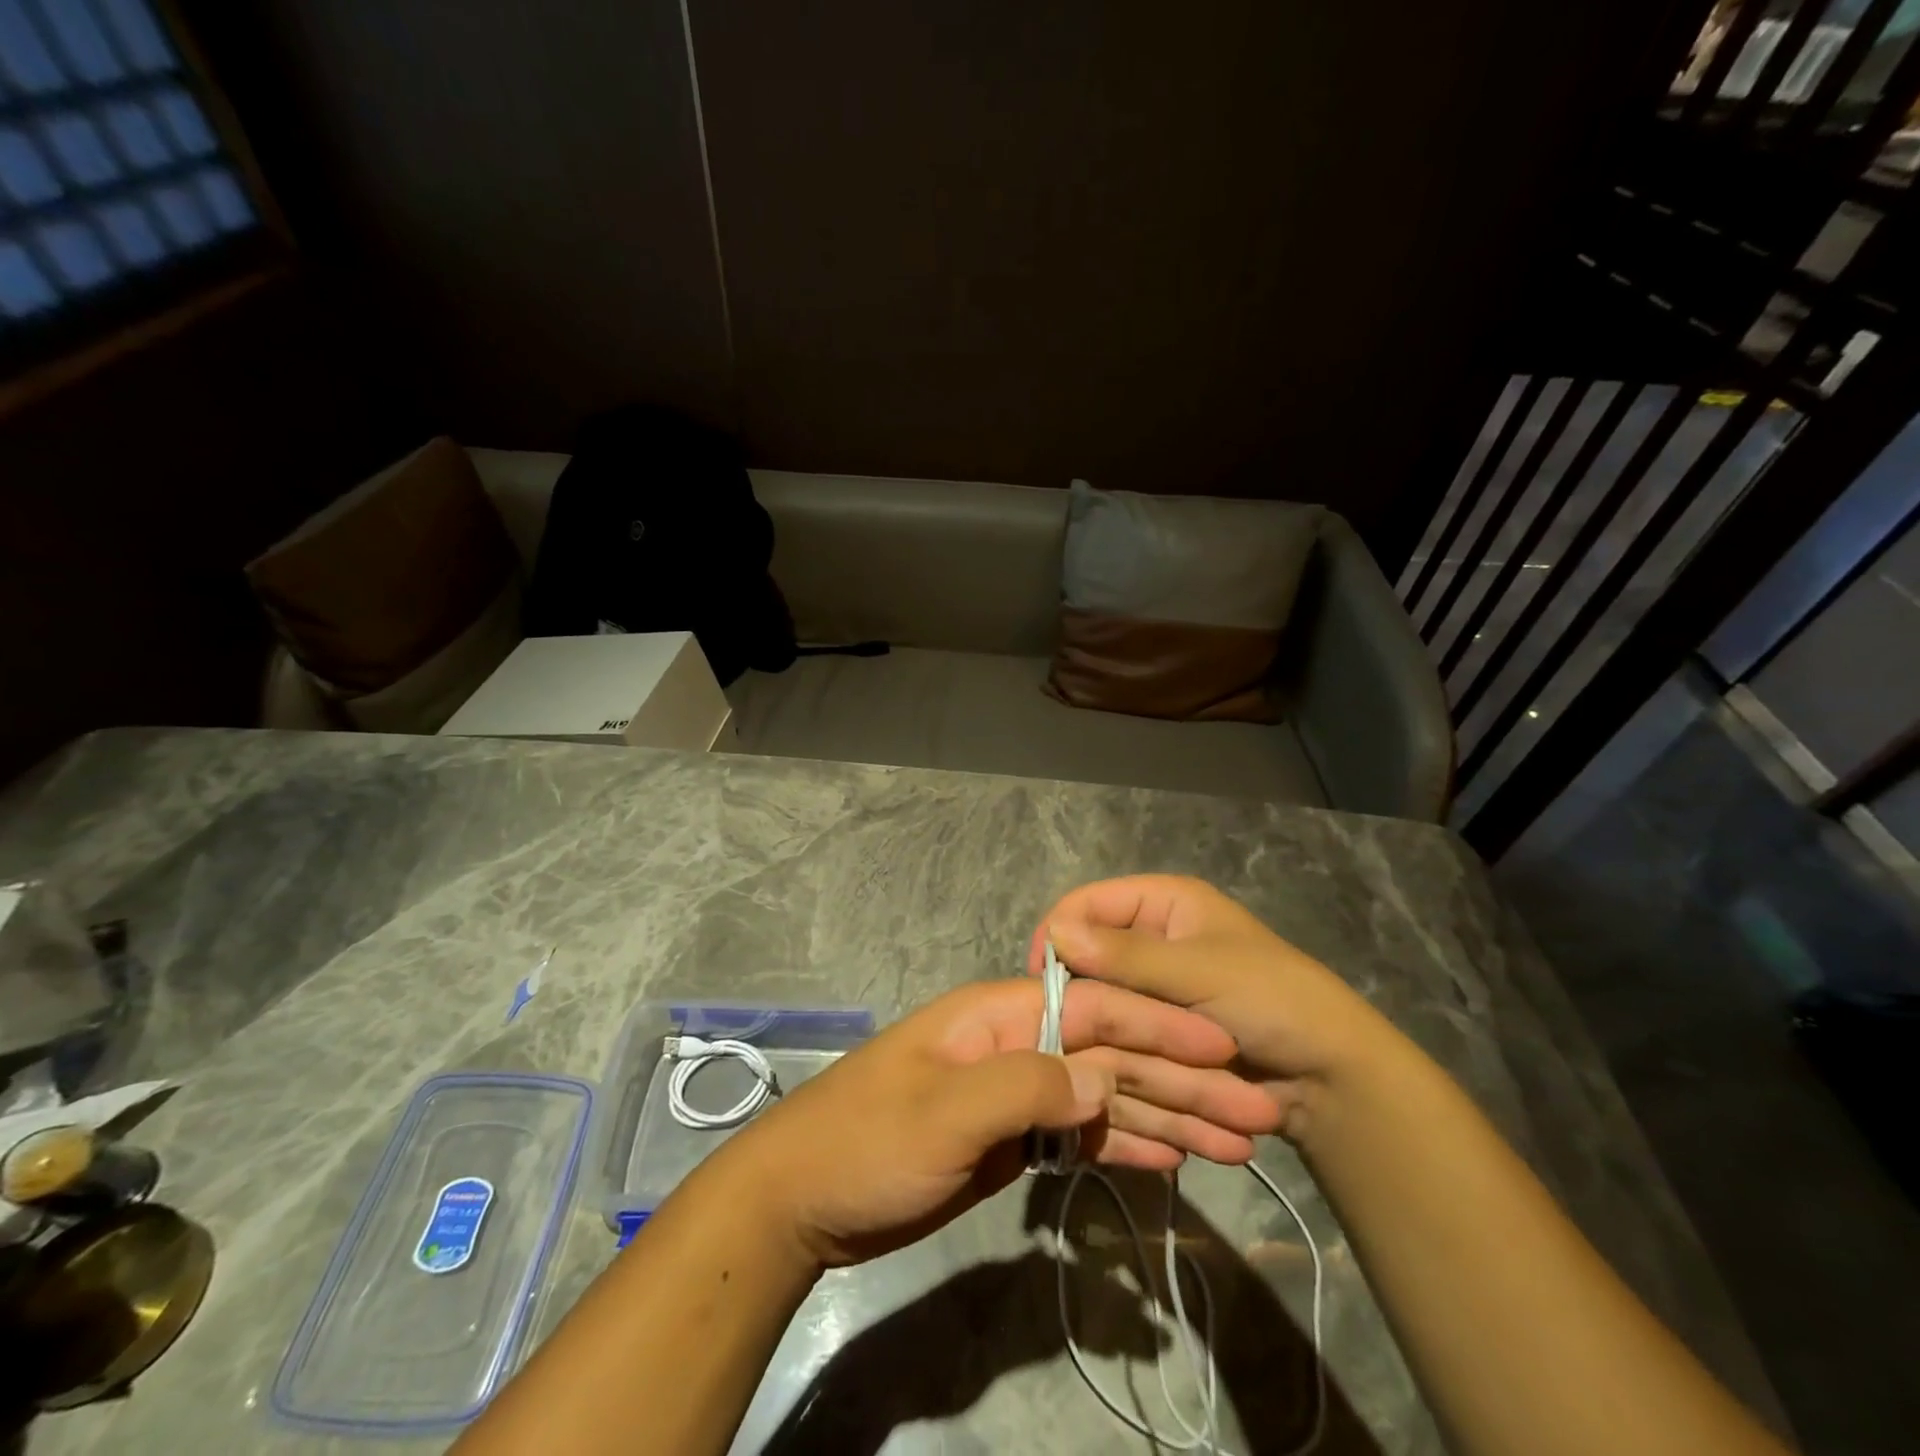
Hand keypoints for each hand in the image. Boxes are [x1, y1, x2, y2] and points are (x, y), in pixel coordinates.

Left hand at [716, 977, 1280, 1267]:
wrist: (804, 1198)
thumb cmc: (865, 1140)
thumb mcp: (942, 1110)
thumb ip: (1024, 1085)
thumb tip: (1101, 1075)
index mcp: (998, 1016)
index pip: (1093, 1009)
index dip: (1158, 1024)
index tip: (1222, 1046)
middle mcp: (1016, 1045)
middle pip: (1110, 1055)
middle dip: (1183, 1079)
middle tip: (1257, 1111)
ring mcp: (1016, 1096)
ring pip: (1105, 1098)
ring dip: (1169, 1117)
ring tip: (1238, 1142)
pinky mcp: (1013, 1142)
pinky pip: (1082, 1138)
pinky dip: (1126, 1146)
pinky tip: (1175, 1159)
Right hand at [1030, 875, 1398, 1140]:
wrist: (1330, 1079)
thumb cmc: (1272, 1002)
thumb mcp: (1199, 973)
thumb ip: (1126, 956)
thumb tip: (1056, 934)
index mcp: (1164, 902)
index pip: (1089, 902)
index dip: (1060, 932)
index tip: (1040, 978)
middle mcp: (1153, 936)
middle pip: (1091, 950)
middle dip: (1078, 985)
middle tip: (1062, 1024)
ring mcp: (1155, 984)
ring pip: (1102, 992)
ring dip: (1095, 1018)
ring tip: (1081, 1051)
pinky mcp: (1159, 1024)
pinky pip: (1120, 1024)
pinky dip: (1110, 1041)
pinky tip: (1099, 1064)